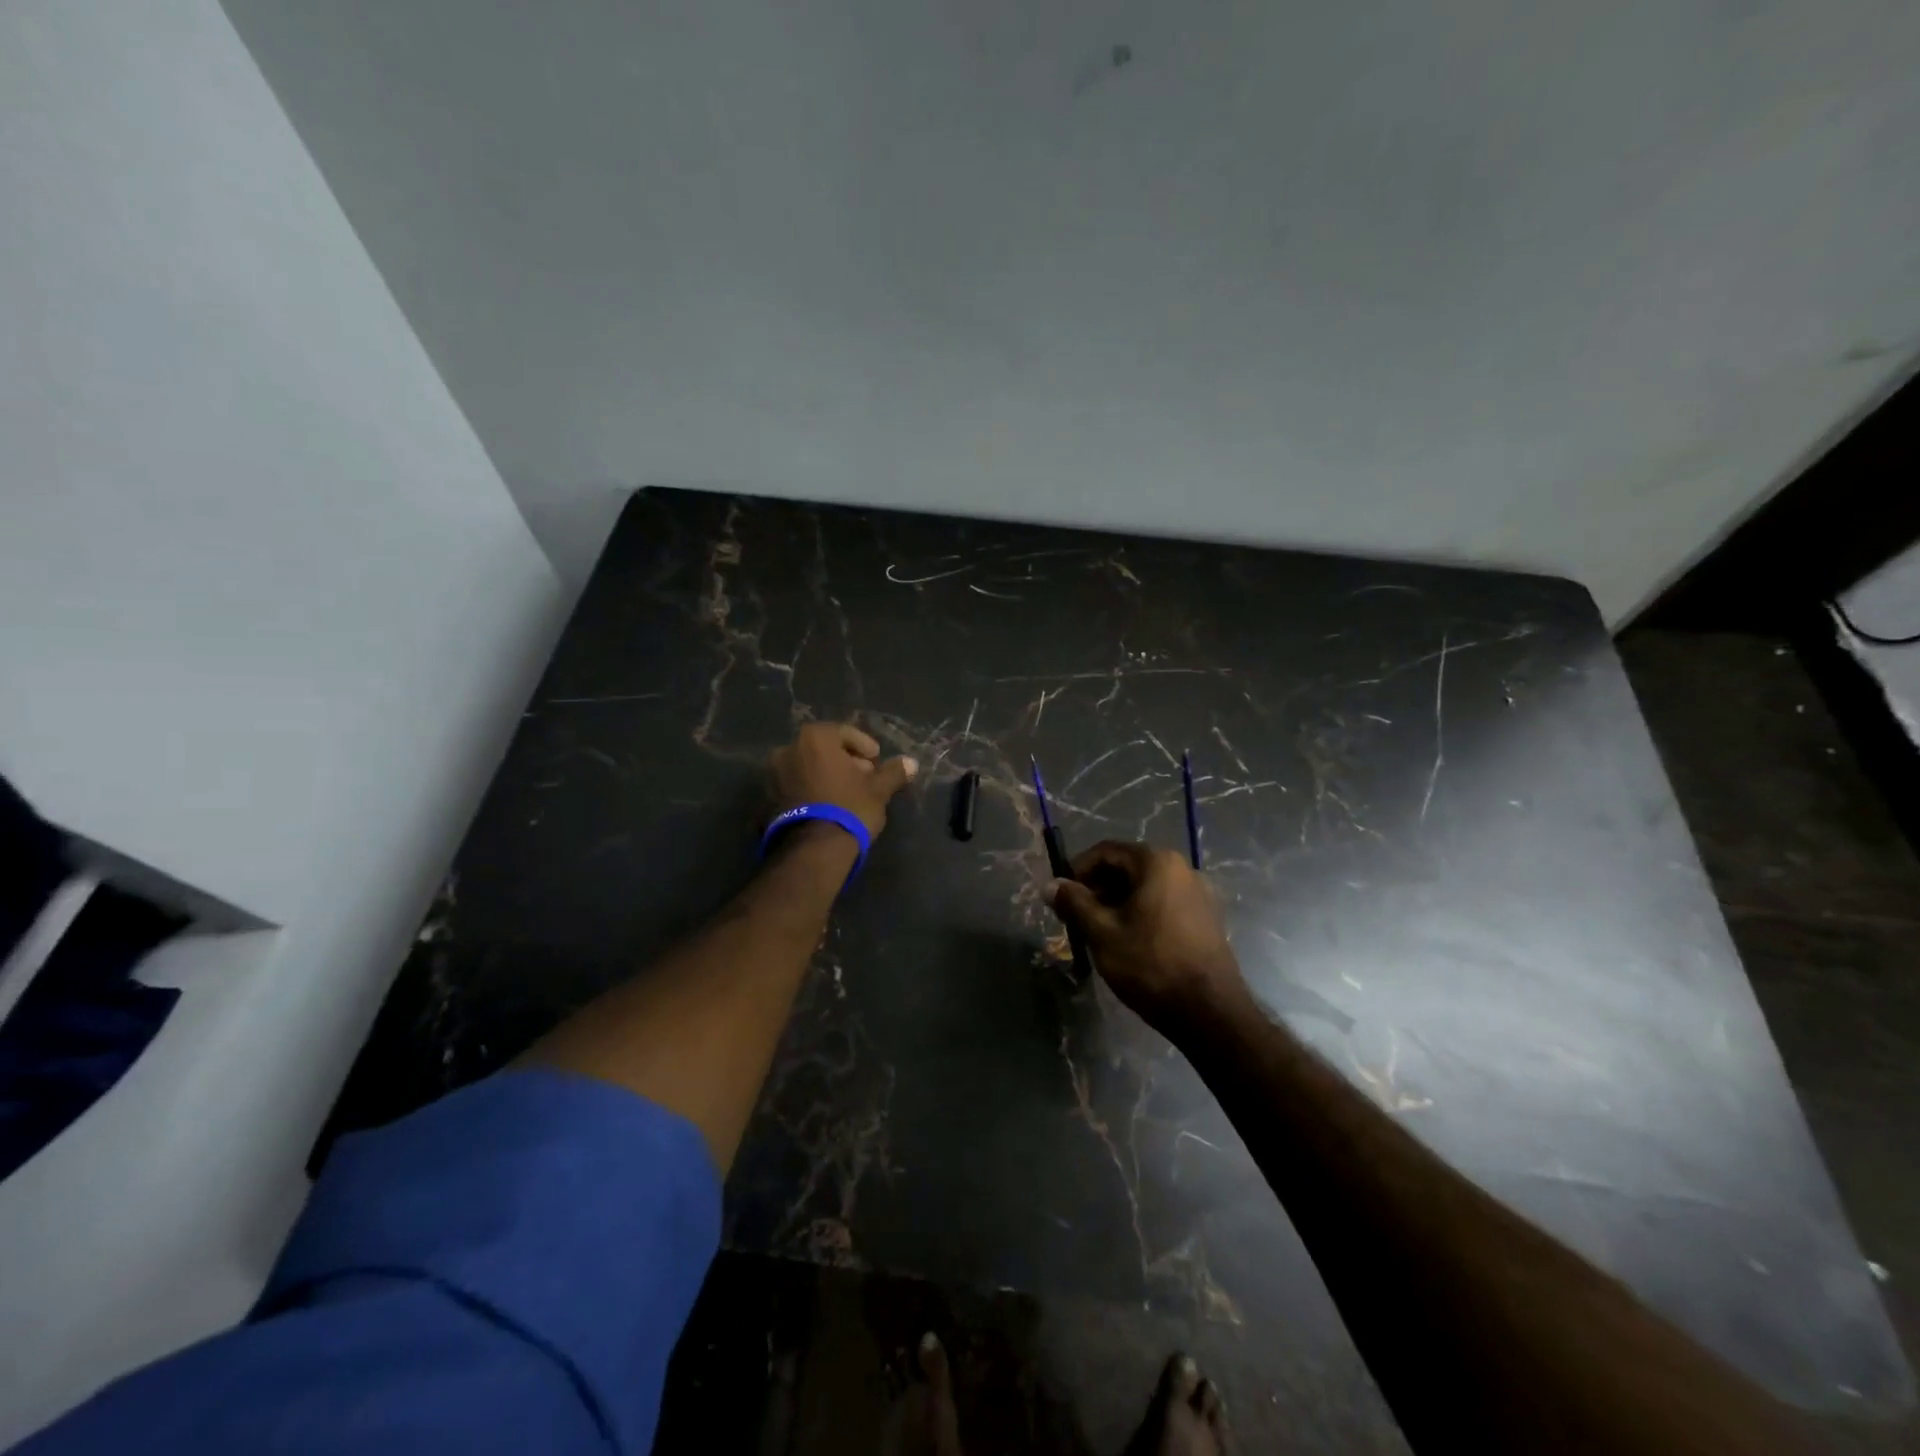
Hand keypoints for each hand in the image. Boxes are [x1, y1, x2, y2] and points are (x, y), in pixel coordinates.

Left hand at [769, 722, 917, 837]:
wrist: (813, 849)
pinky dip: (811, 789)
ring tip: (846, 794)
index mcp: (814, 738)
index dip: (864, 746)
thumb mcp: (878, 790)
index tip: (876, 761)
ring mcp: (773, 774)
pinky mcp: (768, 799)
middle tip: (864, 777)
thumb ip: (893, 772)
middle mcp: (788, 749)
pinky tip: (828, 805)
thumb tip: (911, 762)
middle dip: (844, 760)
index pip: (844, 733)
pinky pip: (796, 785)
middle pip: (823, 749)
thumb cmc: (850, 808)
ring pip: (808, 767)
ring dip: (826, 775)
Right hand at [1049, 841, 1246, 1033]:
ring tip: (1097, 932)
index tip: (1061, 895)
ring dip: (1115, 903)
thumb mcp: (1102, 933)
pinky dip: (1138, 914)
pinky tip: (1127, 942)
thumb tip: (1049, 885)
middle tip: (1075, 917)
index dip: (1077, 869)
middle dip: (1096, 888)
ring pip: (1144, 888)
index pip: (1106, 851)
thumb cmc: (1150, 964)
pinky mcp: (1205, 919)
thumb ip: (1074, 903)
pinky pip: (1162, 904)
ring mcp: (1197, 894)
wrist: (1210, 1012)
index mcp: (1157, 863)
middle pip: (1126, 868)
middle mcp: (1181, 869)